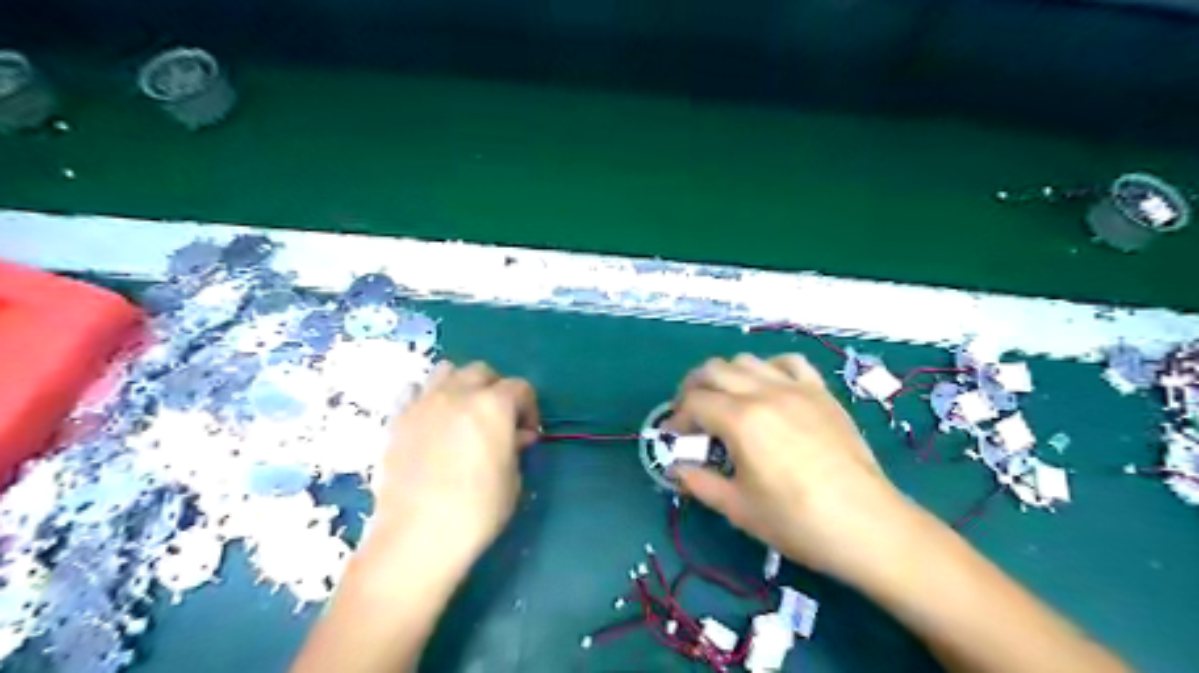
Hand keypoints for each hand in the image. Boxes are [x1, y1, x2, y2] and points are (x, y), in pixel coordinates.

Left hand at [369, 363, 540, 571]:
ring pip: (446, 372)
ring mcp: (424, 403)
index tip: (527, 434)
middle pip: (482, 372)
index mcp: (493, 405)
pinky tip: (432, 426)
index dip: (529, 408)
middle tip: (497, 421)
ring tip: (463, 414)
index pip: (520, 387)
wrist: (417, 536)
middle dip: (496, 390)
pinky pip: (416, 393)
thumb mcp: (512, 480)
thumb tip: (516, 435)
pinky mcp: (398, 420)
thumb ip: (515, 448)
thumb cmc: (477, 510)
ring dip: (461, 385)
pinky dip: (429, 400)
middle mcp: (458, 393)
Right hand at [670, 354, 915, 579]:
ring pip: (747, 360)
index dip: (677, 418)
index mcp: (741, 420)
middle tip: (690, 414)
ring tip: (725, 400)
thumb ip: (700, 483)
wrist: (867, 525)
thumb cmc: (797, 521)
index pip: (694, 403)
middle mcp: (765, 392)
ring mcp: (796, 388)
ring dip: (726, 376)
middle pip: (714, 370)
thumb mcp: (738, 508)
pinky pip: (788, 362)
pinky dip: (769, 368)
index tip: (673, 437)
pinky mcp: (821, 392)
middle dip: (693, 388)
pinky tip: (768, 388)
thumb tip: (677, 469)